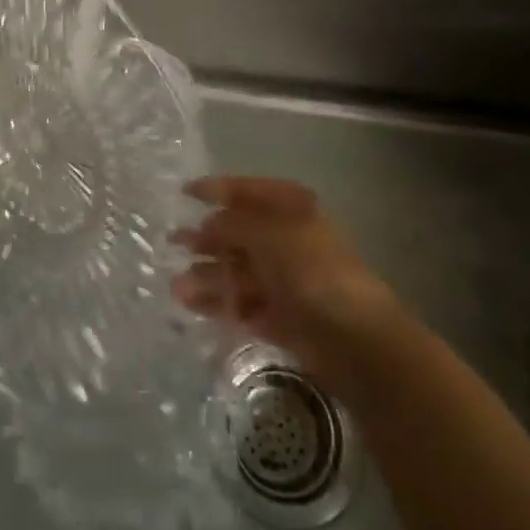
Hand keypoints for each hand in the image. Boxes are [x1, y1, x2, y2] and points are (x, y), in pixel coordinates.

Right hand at [173, 176, 407, 391]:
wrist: (356, 339)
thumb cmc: (311, 270)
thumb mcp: (267, 235)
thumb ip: (232, 226)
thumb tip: (207, 225)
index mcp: (290, 207)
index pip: (246, 190)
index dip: (215, 189)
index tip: (184, 193)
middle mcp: (287, 238)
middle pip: (239, 233)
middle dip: (207, 239)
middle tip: (174, 244)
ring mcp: (286, 279)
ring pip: (238, 271)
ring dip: (208, 276)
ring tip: (177, 287)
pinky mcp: (283, 317)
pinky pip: (244, 305)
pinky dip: (221, 305)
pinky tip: (194, 307)